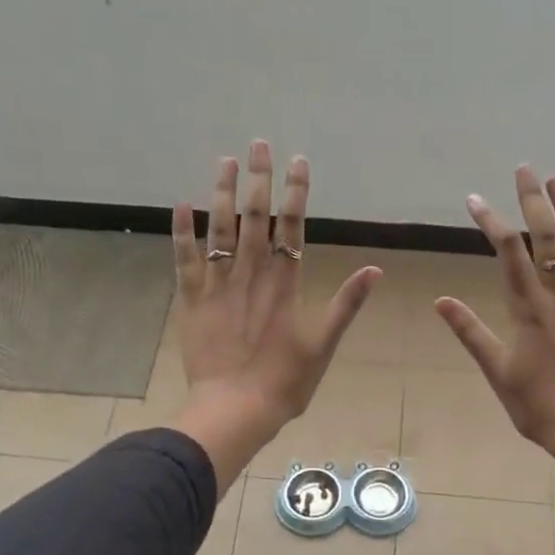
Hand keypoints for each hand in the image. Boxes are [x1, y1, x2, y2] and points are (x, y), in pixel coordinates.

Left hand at [168, 141, 378, 483]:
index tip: (298, 162)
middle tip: (258, 145)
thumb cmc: (284, 383)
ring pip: (220, 230)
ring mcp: (218, 286)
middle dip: (259, 180)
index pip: (292, 228)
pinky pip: (185, 259)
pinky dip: (181, 232)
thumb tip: (375, 269)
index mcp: (284, 285)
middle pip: (256, 218)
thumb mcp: (324, 345)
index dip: (296, 193)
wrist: (234, 409)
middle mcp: (251, 275)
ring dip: (222, 193)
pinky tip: (179, 204)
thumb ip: (346, 304)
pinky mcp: (191, 300)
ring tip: (225, 162)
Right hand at [435, 167, 554, 457]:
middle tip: (524, 170)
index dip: (490, 222)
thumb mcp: (496, 372)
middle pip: (545, 239)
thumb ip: (471, 333)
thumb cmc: (537, 407)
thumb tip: (441, 301)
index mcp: (528, 310)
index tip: (474, 200)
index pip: (508, 254)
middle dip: (532, 202)